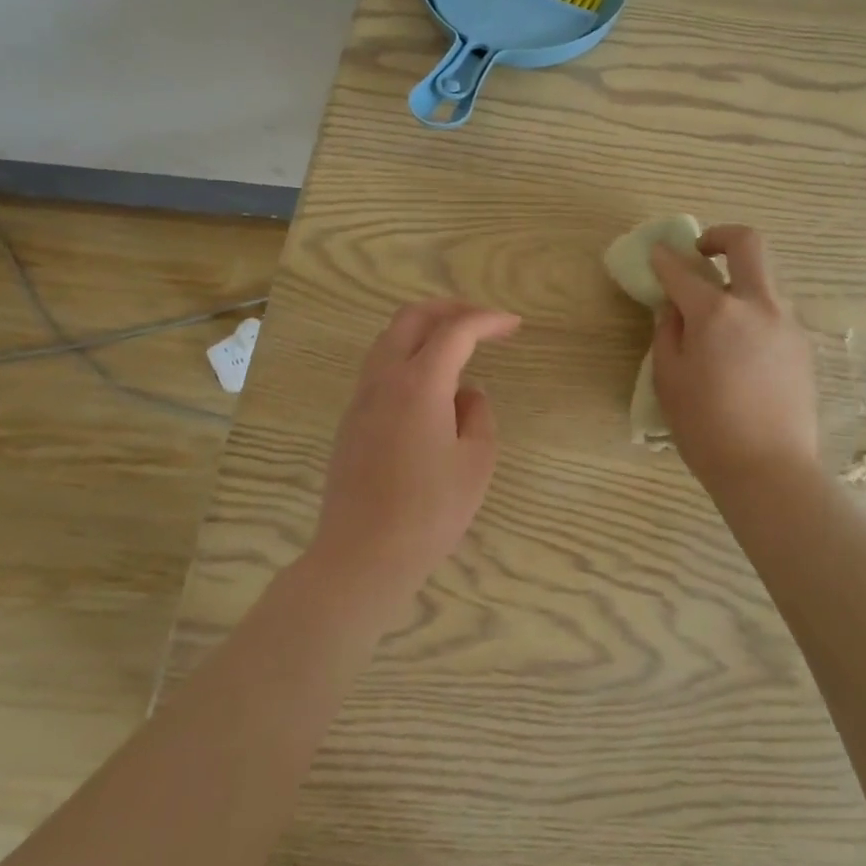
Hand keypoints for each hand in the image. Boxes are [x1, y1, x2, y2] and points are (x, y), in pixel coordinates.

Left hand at [309, 299, 520, 609]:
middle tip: (483, 322)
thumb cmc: (429, 510)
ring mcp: (362, 398)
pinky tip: (431, 383)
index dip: (488, 320)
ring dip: (426, 329)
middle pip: (412, 317)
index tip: (514, 325)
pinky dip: (409, 354)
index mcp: (419, 383)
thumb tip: (466, 394)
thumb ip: (478, 414)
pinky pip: (381, 366)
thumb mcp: (476, 461)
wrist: (362, 556)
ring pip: (390, 338)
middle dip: (451, 309)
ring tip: (458, 346)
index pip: (456, 330)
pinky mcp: (351, 419)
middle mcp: (384, 378)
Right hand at [650, 225, 819, 490]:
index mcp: (716, 312)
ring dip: (740, 281)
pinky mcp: (803, 346)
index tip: (656, 254)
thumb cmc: (707, 428)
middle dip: (721, 236)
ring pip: (765, 280)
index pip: (683, 270)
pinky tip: (741, 349)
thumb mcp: (670, 379)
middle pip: (748, 244)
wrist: (770, 470)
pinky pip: (775, 313)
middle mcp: (757, 305)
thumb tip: (673, 308)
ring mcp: (786, 323)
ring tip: (719, 318)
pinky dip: (754, 313)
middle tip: (702, 252)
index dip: (664, 259)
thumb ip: (667, 333)